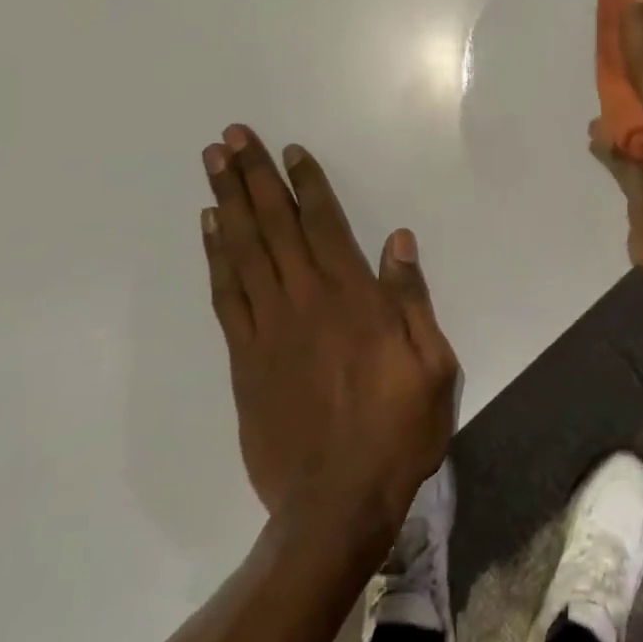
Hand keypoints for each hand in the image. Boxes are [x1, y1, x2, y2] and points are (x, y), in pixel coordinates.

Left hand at [200, 127, 458, 541]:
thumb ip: (412, 298)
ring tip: (213, 165)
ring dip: (227, 203)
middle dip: (252, 177)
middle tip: (231, 137)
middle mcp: (305, 300)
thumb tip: (397, 240)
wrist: (336, 504)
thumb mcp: (432, 364)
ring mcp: (268, 328)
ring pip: (243, 251)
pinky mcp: (244, 359)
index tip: (288, 150)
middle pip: (274, 225)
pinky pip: (226, 295)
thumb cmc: (397, 430)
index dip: (306, 183)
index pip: (324, 224)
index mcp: (353, 298)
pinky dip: (215, 257)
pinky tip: (210, 230)